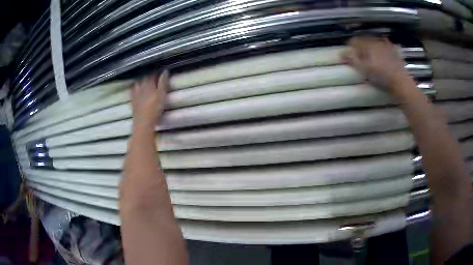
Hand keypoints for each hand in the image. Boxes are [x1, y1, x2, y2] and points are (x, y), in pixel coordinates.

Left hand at [131, 71, 167, 129]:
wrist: (143, 123)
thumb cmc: (154, 109)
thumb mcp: (162, 95)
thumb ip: (163, 82)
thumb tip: (165, 70)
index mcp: (148, 84)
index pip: (152, 74)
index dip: (156, 72)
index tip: (160, 70)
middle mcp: (140, 87)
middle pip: (143, 78)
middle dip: (148, 75)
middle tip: (153, 74)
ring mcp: (135, 94)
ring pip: (137, 83)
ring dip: (140, 80)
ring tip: (144, 80)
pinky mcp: (132, 101)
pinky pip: (132, 91)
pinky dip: (134, 88)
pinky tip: (135, 88)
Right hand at [342, 36, 410, 94]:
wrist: (400, 81)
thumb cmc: (381, 76)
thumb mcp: (364, 70)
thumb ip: (352, 60)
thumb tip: (341, 53)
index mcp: (367, 44)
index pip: (354, 40)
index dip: (350, 46)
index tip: (349, 54)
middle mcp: (375, 41)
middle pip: (364, 39)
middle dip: (360, 45)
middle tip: (360, 55)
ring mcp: (385, 44)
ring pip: (374, 40)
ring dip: (370, 44)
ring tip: (371, 53)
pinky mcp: (393, 49)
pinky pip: (384, 43)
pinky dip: (381, 45)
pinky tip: (382, 50)